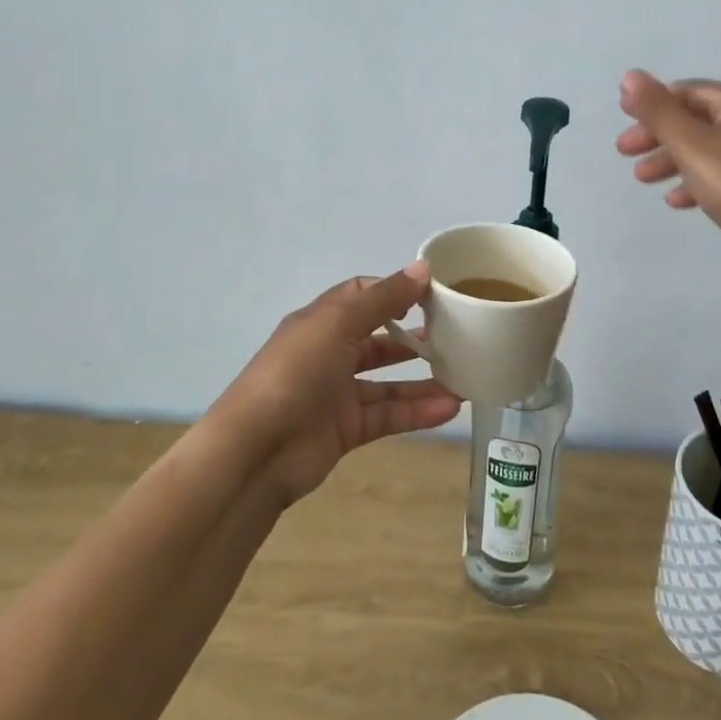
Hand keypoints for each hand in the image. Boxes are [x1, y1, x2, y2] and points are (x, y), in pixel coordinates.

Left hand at [211, 264, 462, 505]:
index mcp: (321, 321)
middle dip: (413, 336)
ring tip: (464, 375)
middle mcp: (329, 353)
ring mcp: (337, 394)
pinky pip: (388, 415)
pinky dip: (417, 411)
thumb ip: (383, 299)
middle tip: (456, 335)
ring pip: (387, 382)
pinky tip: (450, 407)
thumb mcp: (339, 324)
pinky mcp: (346, 430)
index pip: (361, 296)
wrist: (256, 451)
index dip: (394, 291)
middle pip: (378, 339)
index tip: (432, 294)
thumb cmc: (296, 373)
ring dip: (423, 379)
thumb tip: (423, 268)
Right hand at [616, 70, 720, 286]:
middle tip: (624, 153)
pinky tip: (675, 201)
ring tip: (642, 178)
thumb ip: (657, 111)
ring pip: (704, 148)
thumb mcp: (690, 144)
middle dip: (657, 135)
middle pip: (694, 120)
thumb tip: (629, 76)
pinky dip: (693, 181)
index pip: (687, 92)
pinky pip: (719, 174)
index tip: (623, 122)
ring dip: (670, 160)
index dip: (652, 103)